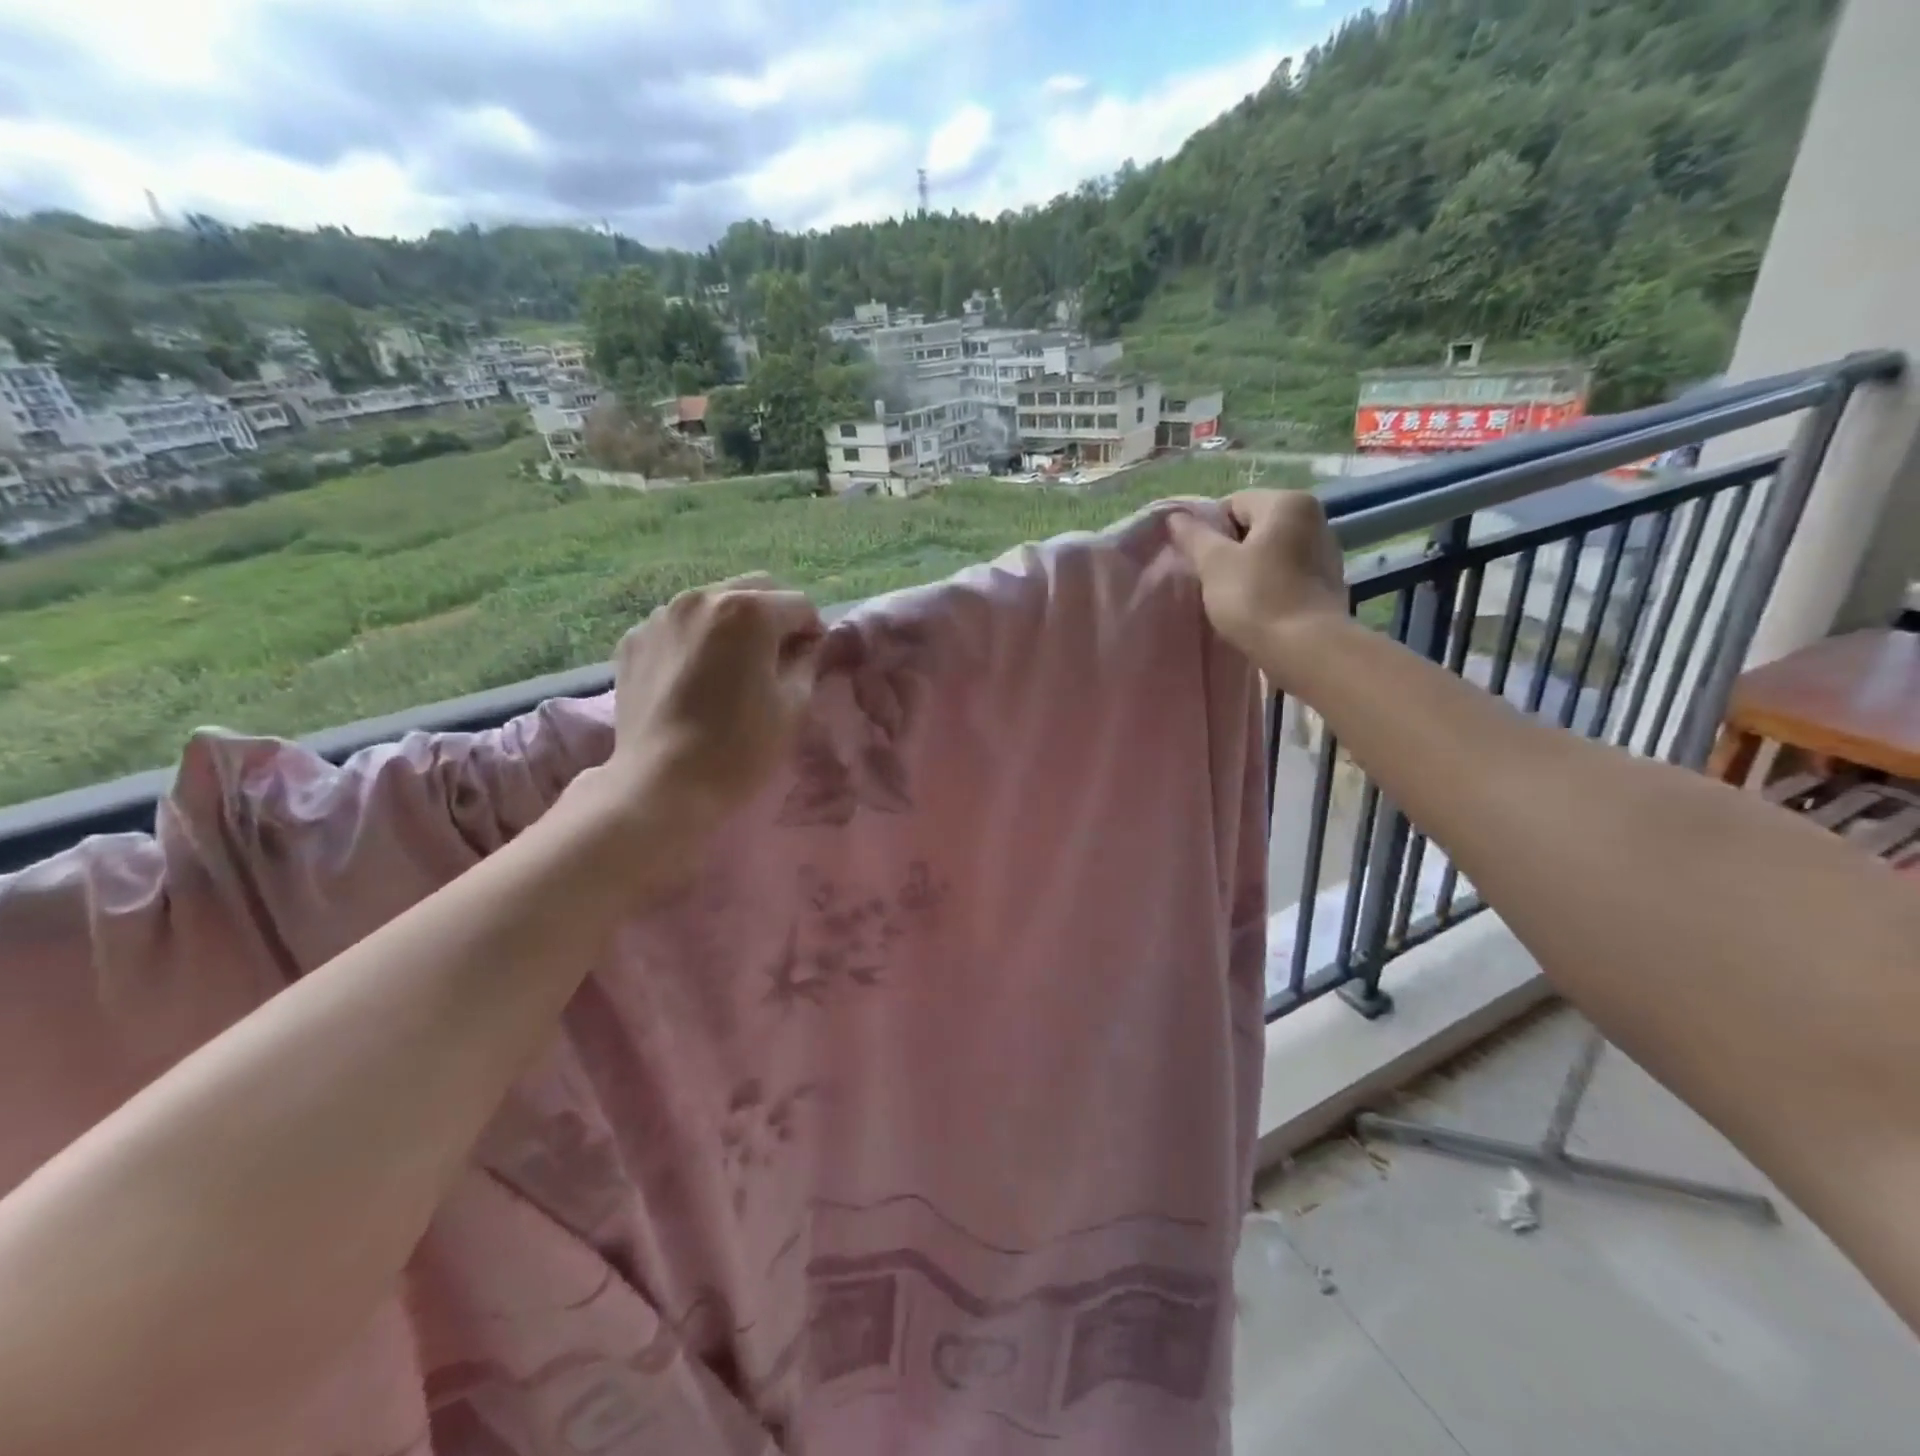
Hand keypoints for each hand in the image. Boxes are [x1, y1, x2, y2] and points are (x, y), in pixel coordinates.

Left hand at [597, 574, 824, 831]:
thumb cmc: (741, 747)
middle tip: (778, 659)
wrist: (662, 785)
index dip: (813, 633)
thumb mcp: (794, 705)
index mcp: (749, 610)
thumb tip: (806, 645)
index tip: (812, 662)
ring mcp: (661, 616)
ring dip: (733, 626)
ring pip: (713, 604)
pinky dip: (696, 641)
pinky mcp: (633, 640)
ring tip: (733, 668)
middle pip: (755, 591)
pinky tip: (696, 680)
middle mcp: (702, 597)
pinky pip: (679, 627)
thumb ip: (807, 661)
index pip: (800, 604)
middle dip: (774, 617)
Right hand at [1168, 491, 1348, 686]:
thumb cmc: (1256, 598)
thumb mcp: (1213, 564)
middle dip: (1229, 550)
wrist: (1306, 649)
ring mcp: (1326, 551)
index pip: (1233, 503)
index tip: (1201, 562)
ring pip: (1271, 552)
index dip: (1209, 531)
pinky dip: (1270, 585)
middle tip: (1213, 581)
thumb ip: (1193, 536)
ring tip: (1234, 598)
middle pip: (1254, 526)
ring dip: (1249, 569)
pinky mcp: (1328, 583)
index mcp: (1287, 503)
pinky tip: (1258, 608)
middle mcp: (1314, 518)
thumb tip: (1175, 516)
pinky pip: (1287, 574)